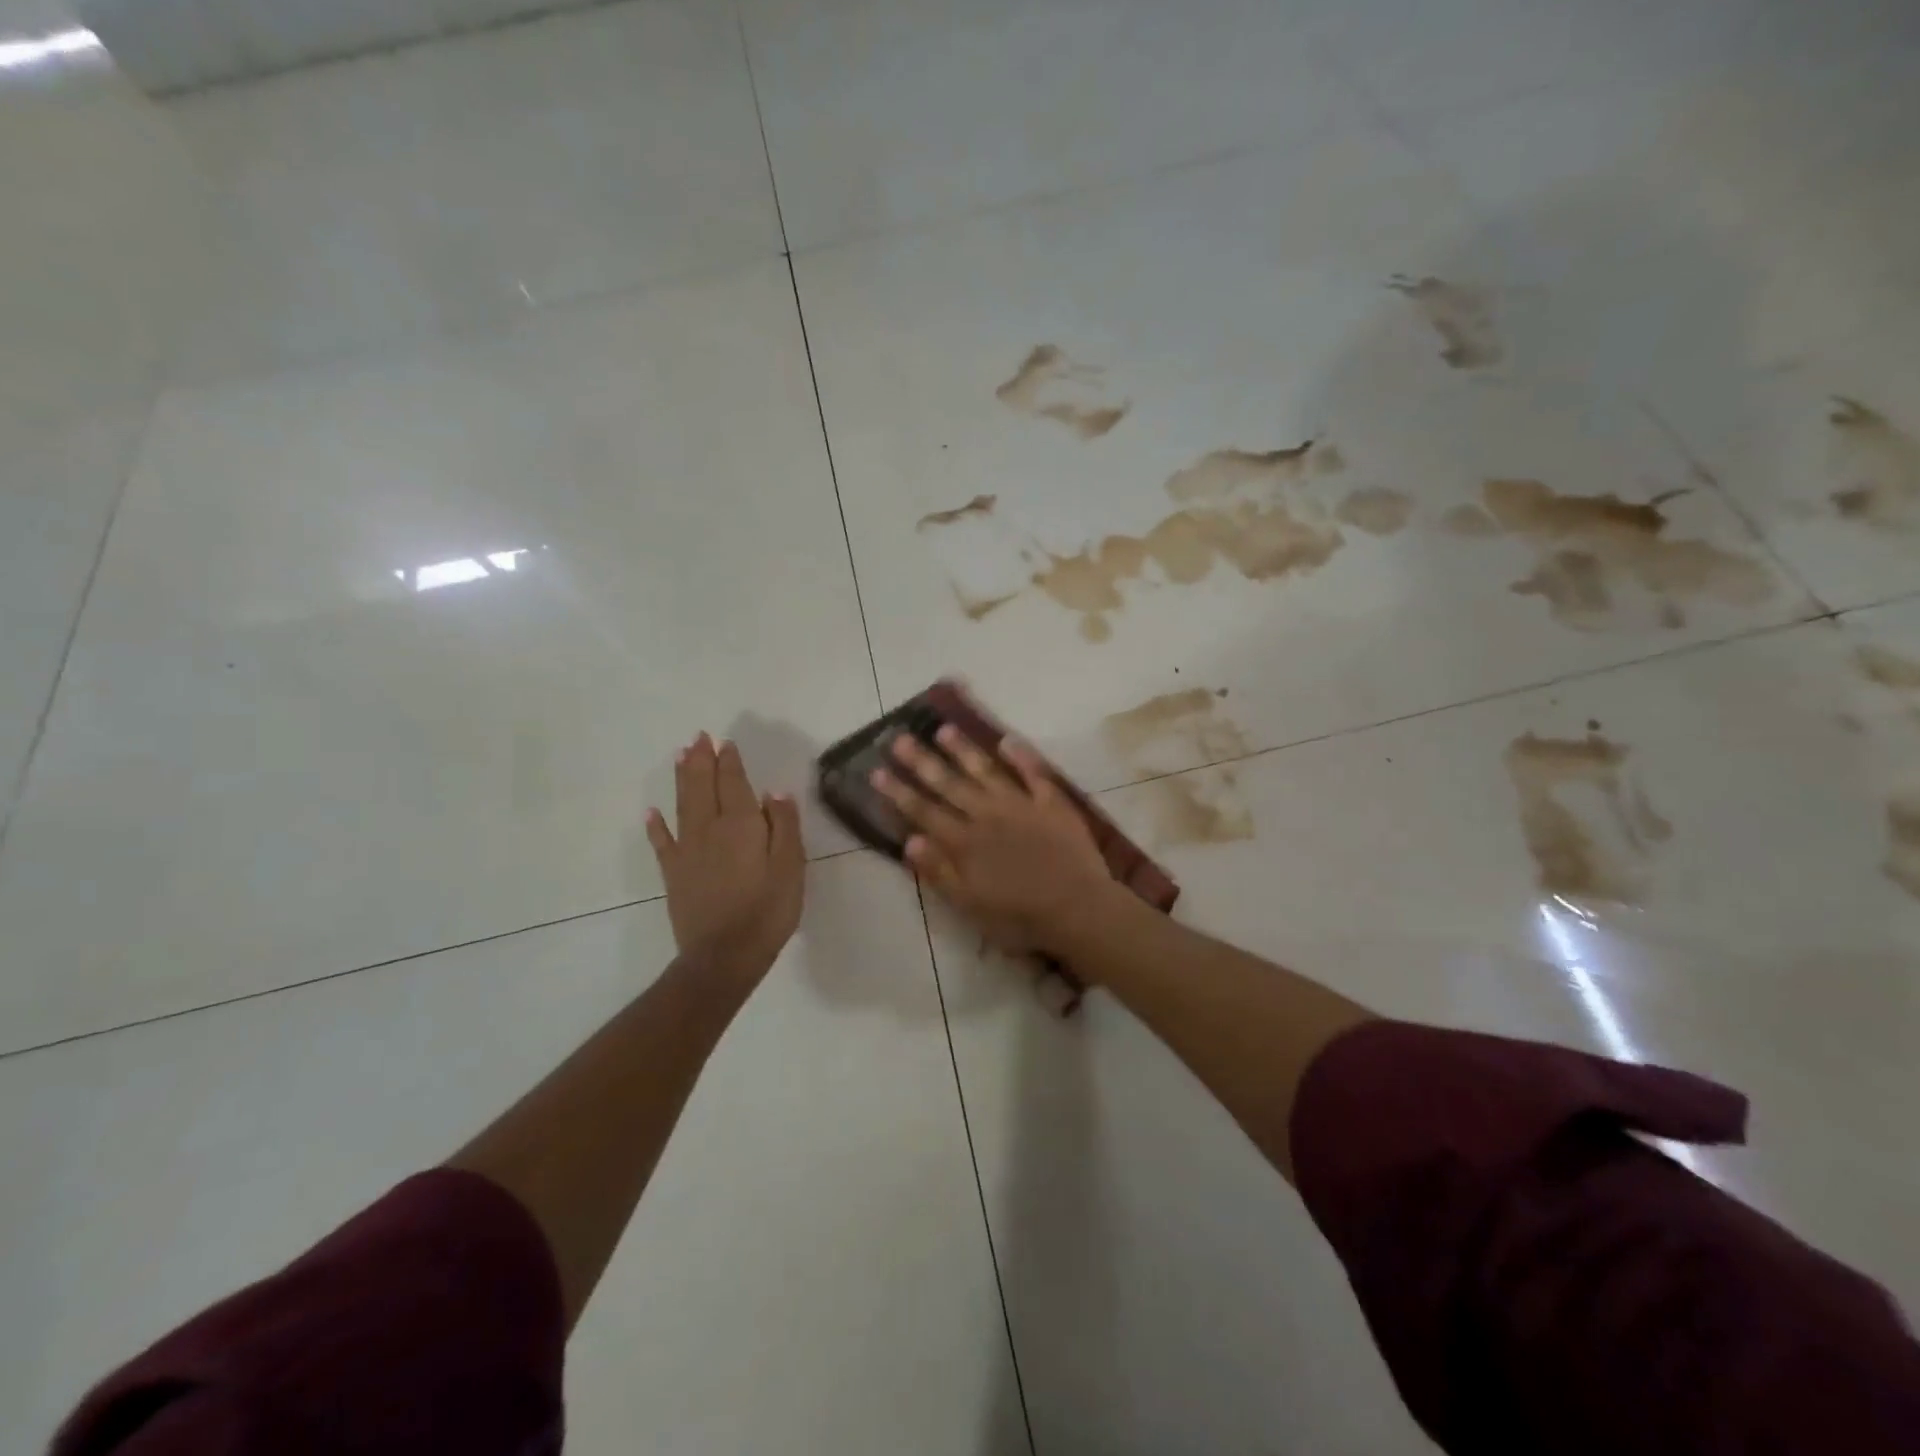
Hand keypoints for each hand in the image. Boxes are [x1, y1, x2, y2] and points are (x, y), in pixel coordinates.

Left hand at [647, 733, 804, 983]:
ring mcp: (687, 851)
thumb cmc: (767, 910)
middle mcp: (709, 829)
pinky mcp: (674, 873)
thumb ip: (784, 826)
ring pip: (682, 805)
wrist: (724, 956)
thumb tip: (774, 792)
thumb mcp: (791, 867)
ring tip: (680, 756)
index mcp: (741, 825)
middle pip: (703, 786)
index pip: (733, 783)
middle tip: (698, 738)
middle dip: (701, 760)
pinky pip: (662, 842)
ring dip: (681, 778)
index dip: (729, 762)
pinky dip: (655, 825)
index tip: (725, 742)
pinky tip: (651, 812)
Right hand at [872, 727, 1119, 955]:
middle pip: (949, 784)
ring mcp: (1020, 805)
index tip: (877, 770)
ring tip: (944, 729)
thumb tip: (909, 840)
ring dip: (964, 750)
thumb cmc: (1019, 916)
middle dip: (922, 762)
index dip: (899, 792)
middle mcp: (987, 815)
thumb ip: (939, 872)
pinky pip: (1034, 773)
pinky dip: (1021, 756)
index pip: (924, 812)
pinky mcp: (1051, 803)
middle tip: (901, 738)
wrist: (1077, 908)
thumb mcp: (969, 905)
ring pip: (986, 771)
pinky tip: (1007, 740)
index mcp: (965, 842)